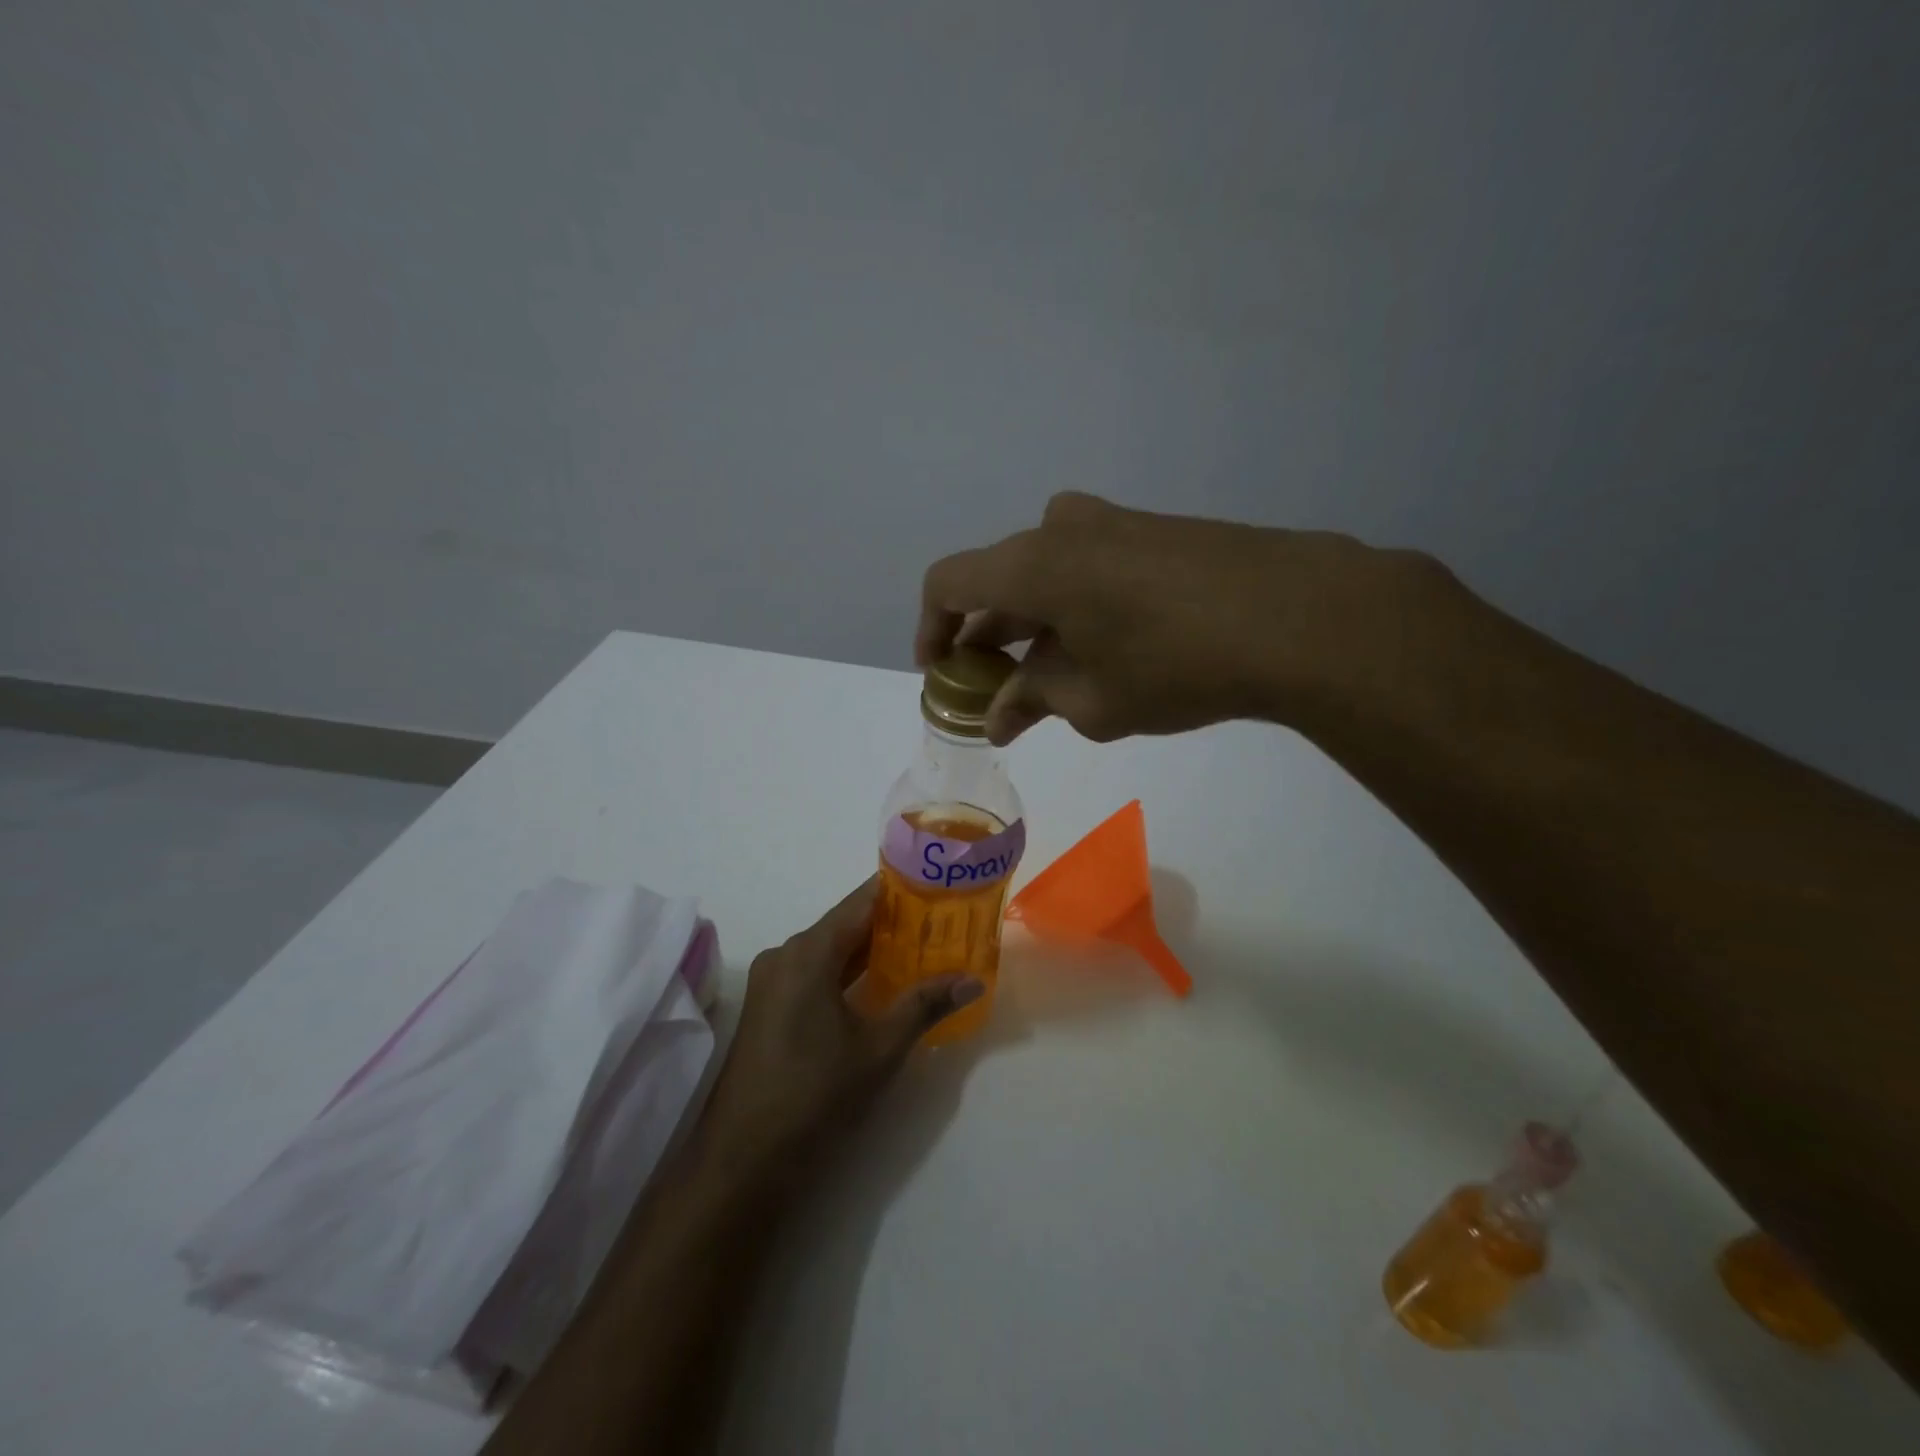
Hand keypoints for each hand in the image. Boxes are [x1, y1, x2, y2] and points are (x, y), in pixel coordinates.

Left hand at [696, 879, 982, 1186]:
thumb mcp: (879, 1048)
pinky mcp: (771, 1008)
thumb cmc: (814, 1094)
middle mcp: (786, 955)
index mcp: (808, 952)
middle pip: (847, 924)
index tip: (941, 885)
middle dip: (895, 922)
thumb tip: (973, 980)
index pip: (862, 901)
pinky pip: (817, 973)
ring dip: (874, 950)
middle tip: (944, 920)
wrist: (743, 1161)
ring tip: (925, 947)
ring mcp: (774, 982)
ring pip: (832, 950)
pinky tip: (885, 983)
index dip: (902, 890)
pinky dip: (851, 973)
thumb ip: (925, 1005)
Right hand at [917, 492, 1445, 744]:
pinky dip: (1074, 606)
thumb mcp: (1094, 701)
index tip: (942, 672)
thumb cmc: (1177, 665)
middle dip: (988, 636)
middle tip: (996, 689)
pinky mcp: (1155, 530)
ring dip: (1034, 623)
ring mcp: (1114, 522)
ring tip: (1052, 679)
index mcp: (1033, 564)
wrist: (1300, 616)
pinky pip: (1089, 565)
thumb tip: (998, 717)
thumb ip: (1033, 701)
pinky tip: (1104, 650)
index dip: (932, 628)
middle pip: (998, 579)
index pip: (949, 583)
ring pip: (1046, 573)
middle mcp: (1063, 528)